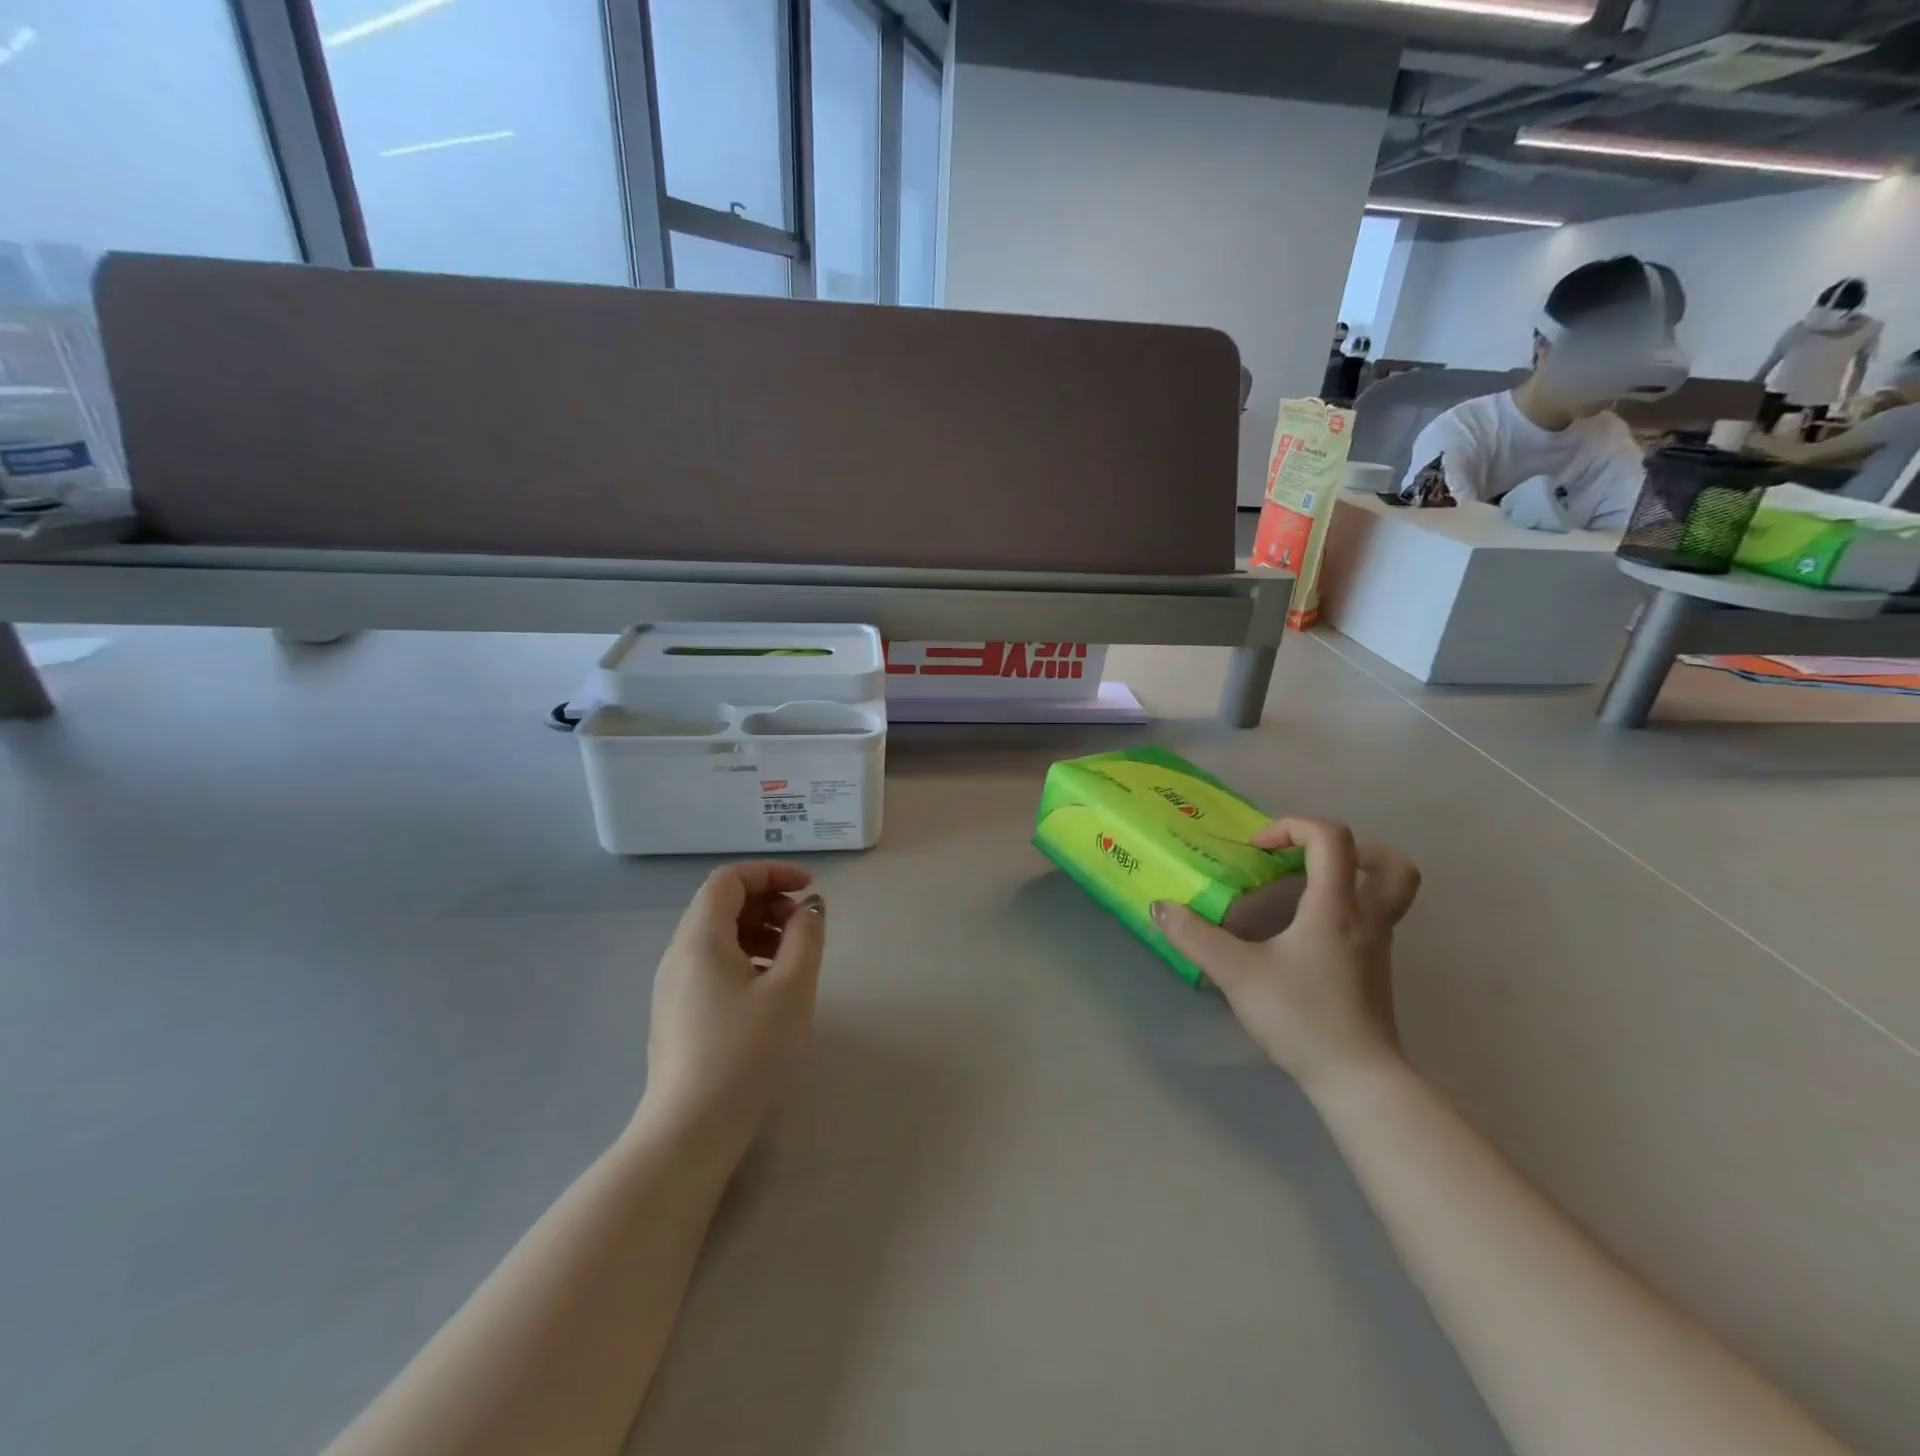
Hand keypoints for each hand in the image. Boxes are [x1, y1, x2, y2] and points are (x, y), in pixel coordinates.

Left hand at [639, 863, 826, 1156]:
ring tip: (794, 959)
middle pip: (722, 905)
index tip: (809, 888)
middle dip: (768, 903)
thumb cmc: (746, 1052)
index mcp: (700, 938)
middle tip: (805, 926)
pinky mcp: (677, 1014)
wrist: (690, 1131)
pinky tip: (770, 991)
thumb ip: (806, 937)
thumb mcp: (791, 988)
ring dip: (759, 932)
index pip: (730, 880)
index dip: (771, 873)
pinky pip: (712, 966)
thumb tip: (810, 907)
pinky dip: (745, 959)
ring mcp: (673, 987)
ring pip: (718, 937)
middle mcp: (678, 954)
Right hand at [1152, 818, 1420, 1094]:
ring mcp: (1379, 946)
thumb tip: (1160, 907)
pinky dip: (1348, 907)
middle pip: (1389, 862)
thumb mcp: (1236, 973)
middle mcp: (1367, 918)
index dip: (1292, 827)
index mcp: (1335, 906)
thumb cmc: (1301, 1016)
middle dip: (1351, 847)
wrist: (1358, 1079)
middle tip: (1308, 857)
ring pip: (1391, 892)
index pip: (1331, 838)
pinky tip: (1308, 931)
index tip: (1258, 849)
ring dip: (1355, 875)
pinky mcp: (1377, 970)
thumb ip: (1194, 937)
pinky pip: (1375, 919)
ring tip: (1310, 887)